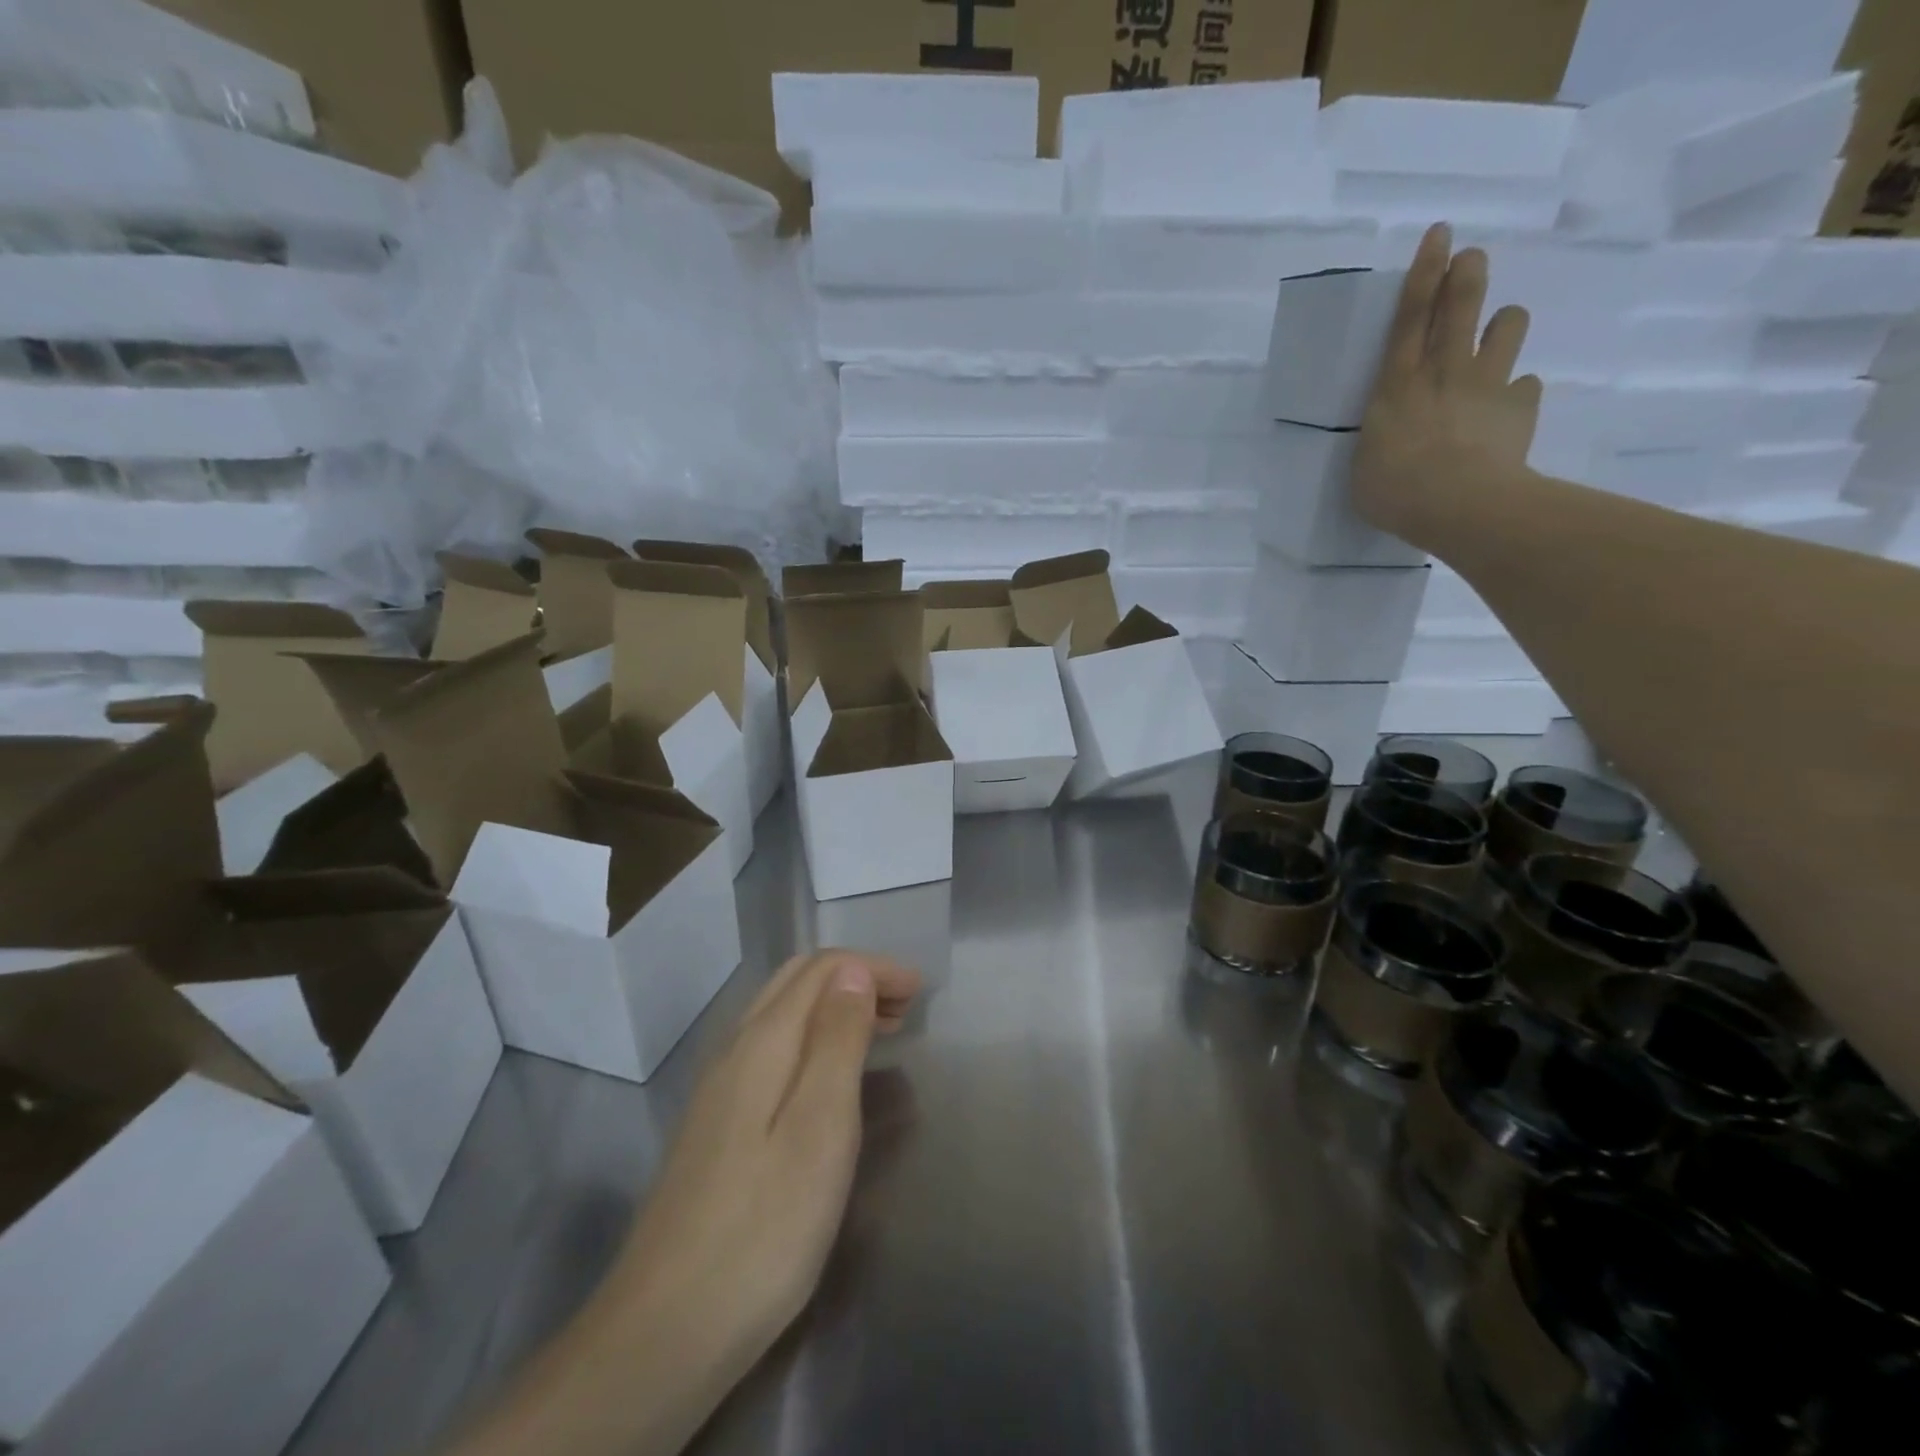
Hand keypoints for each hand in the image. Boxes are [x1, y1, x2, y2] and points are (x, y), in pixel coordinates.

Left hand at [602, 949, 919, 1359]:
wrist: (667, 1328)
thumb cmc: (764, 1225)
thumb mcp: (821, 1127)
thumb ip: (837, 1040)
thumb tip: (853, 971)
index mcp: (763, 1041)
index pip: (822, 969)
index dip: (873, 967)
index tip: (920, 990)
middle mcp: (735, 1049)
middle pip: (797, 981)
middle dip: (855, 978)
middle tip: (906, 1007)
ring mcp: (719, 1087)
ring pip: (783, 1014)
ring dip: (834, 1006)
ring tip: (882, 1032)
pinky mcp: (715, 1123)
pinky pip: (772, 1047)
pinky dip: (813, 1038)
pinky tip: (831, 1076)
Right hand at [1350, 223, 1543, 547]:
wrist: (1460, 506)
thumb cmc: (1394, 491)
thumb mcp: (1365, 464)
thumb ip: (1382, 435)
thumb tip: (1395, 431)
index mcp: (1397, 386)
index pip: (1409, 318)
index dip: (1423, 273)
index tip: (1439, 234)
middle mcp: (1444, 372)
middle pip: (1461, 306)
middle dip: (1467, 273)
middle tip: (1471, 256)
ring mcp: (1487, 384)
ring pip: (1508, 326)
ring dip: (1504, 322)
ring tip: (1498, 333)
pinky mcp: (1521, 405)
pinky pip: (1526, 385)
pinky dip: (1517, 391)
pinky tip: (1508, 409)